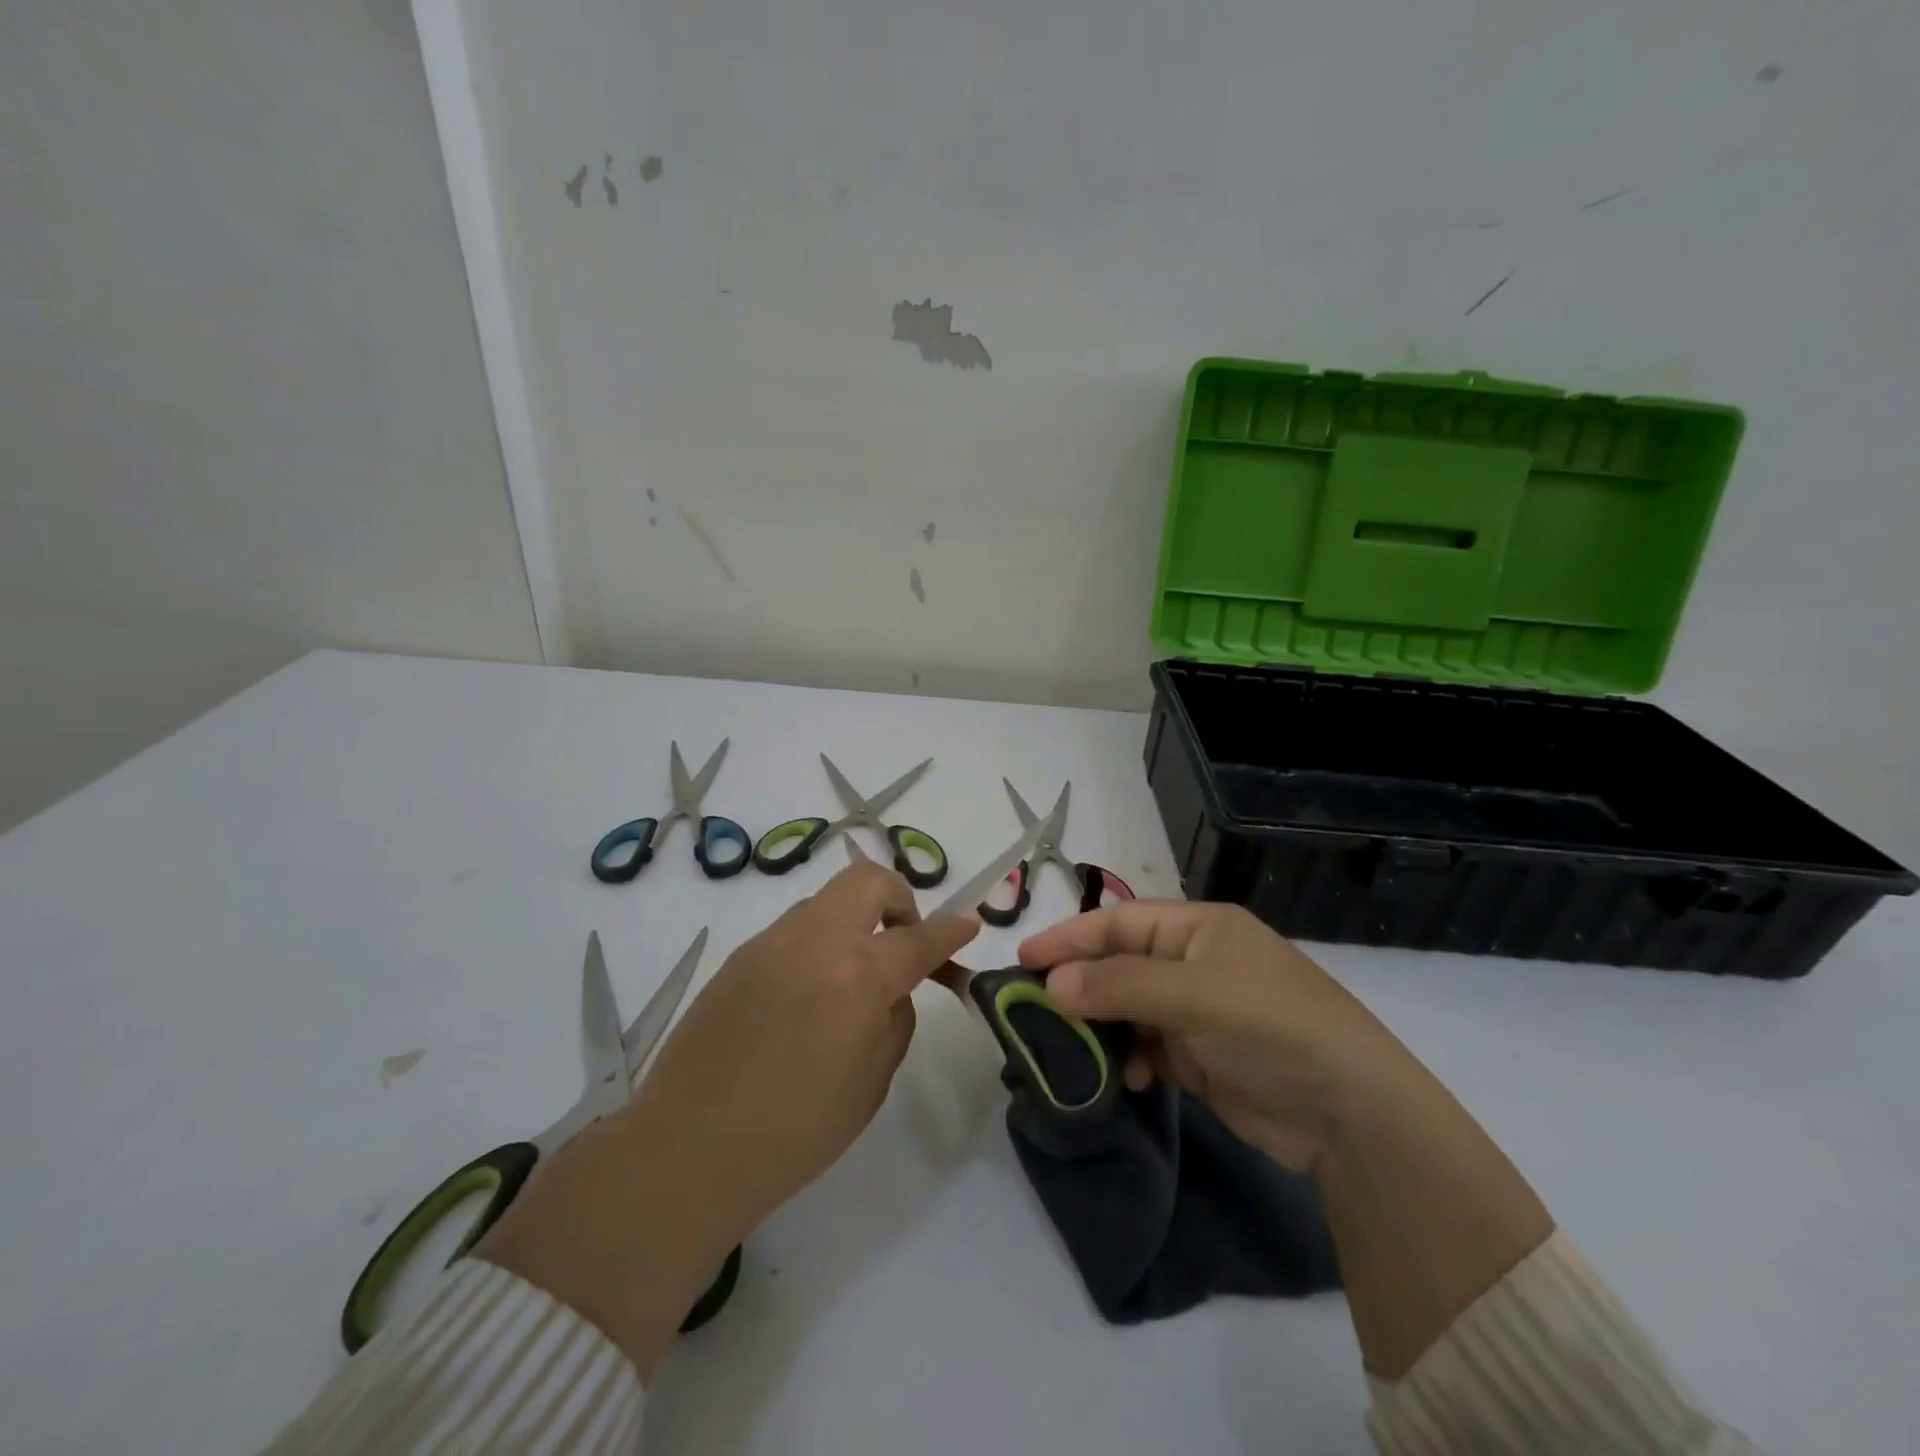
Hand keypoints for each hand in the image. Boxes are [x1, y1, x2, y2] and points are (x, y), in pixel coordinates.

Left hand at [628, 860, 979, 1239]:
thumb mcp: (871, 1084)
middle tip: (901, 943)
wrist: (688, 1150)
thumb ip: (894, 1021)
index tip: (968, 925)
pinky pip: (794, 930)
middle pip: (868, 881)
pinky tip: (807, 994)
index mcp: (858, 975)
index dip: (951, 931)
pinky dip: (817, 943)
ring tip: (850, 975)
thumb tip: (892, 992)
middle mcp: (815, 940)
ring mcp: (771, 941)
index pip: (920, 938)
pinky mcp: (739, 955)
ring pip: (827, 901)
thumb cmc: (795, 1132)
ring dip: (854, 921)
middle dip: (899, 900)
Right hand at [1019, 901, 1401, 1173]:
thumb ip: (1120, 985)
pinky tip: (1130, 1078)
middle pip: (1121, 964)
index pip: (1120, 921)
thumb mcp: (1195, 995)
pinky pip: (1149, 1048)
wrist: (1351, 1113)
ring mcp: (1199, 1012)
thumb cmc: (1270, 1026)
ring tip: (1076, 1048)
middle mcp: (1196, 963)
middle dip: (1081, 984)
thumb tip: (1052, 982)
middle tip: (1036, 1007)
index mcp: (1199, 929)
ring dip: (1104, 1027)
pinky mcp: (1202, 1058)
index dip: (1071, 937)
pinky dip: (1132, 1059)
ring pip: (1130, 1009)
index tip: (1024, 958)